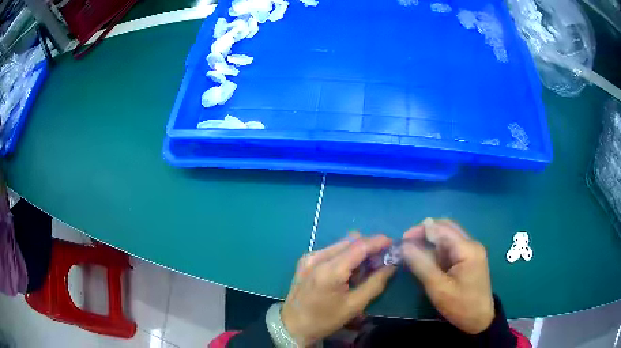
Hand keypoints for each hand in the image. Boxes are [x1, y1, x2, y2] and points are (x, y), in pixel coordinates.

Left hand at [281, 234, 395, 345]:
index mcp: (330, 270)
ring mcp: (309, 257)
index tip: (393, 243)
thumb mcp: (354, 306)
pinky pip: (331, 250)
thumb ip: (375, 283)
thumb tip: (391, 265)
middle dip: (370, 247)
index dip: (378, 241)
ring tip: (366, 269)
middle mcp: (318, 257)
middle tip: (382, 261)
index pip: (359, 246)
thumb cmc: (324, 319)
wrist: (292, 325)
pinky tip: (348, 272)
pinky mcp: (306, 260)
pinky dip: (345, 256)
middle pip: (351, 241)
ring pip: (341, 244)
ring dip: (358, 251)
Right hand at [402, 219, 494, 333]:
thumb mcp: (438, 288)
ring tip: (413, 251)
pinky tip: (426, 258)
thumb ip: (422, 265)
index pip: (442, 229)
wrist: (480, 319)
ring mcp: (471, 251)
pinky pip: (451, 247)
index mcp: (467, 249)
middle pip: (446, 228)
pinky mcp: (469, 258)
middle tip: (407, 243)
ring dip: (430, 240)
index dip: (421, 230)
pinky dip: (437, 249)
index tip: (402, 240)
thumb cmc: (460, 305)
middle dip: (425, 232)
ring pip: (448, 236)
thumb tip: (405, 246)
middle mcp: (471, 244)